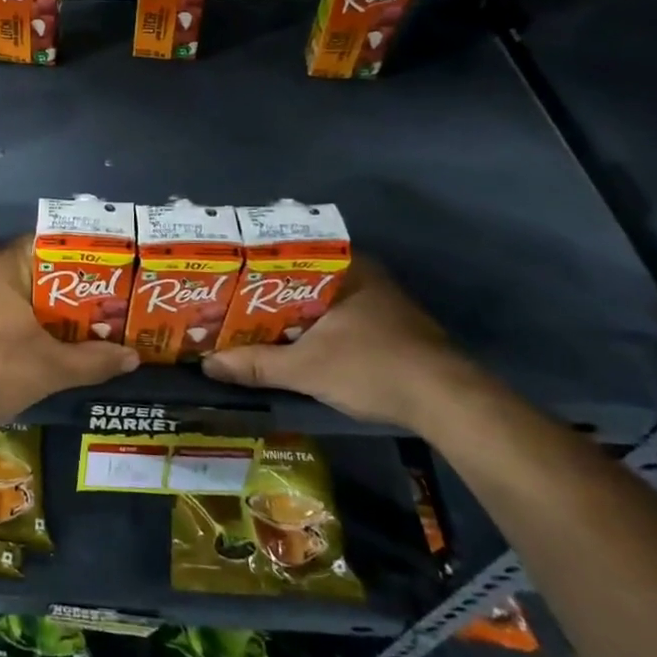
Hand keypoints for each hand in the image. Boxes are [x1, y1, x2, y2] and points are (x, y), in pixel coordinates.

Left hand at [0, 236, 139, 429]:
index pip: (43, 245)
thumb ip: (93, 360)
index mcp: (4, 268)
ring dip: (19, 285)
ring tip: (48, 298)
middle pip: (21, 262)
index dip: (72, 255)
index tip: (96, 270)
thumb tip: (133, 357)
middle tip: (82, 294)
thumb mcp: (51, 367)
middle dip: (50, 276)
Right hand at [202, 259, 483, 428]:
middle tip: (229, 304)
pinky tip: (290, 343)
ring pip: (320, 300)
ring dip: (289, 314)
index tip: (224, 278)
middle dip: (266, 294)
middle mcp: (363, 275)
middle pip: (300, 279)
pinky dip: (312, 328)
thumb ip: (256, 364)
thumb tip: (208, 364)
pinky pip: (337, 317)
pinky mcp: (390, 328)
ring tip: (250, 324)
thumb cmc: (373, 368)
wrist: (448, 403)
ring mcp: (380, 302)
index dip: (252, 267)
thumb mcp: (306, 369)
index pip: (287, 254)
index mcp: (345, 268)